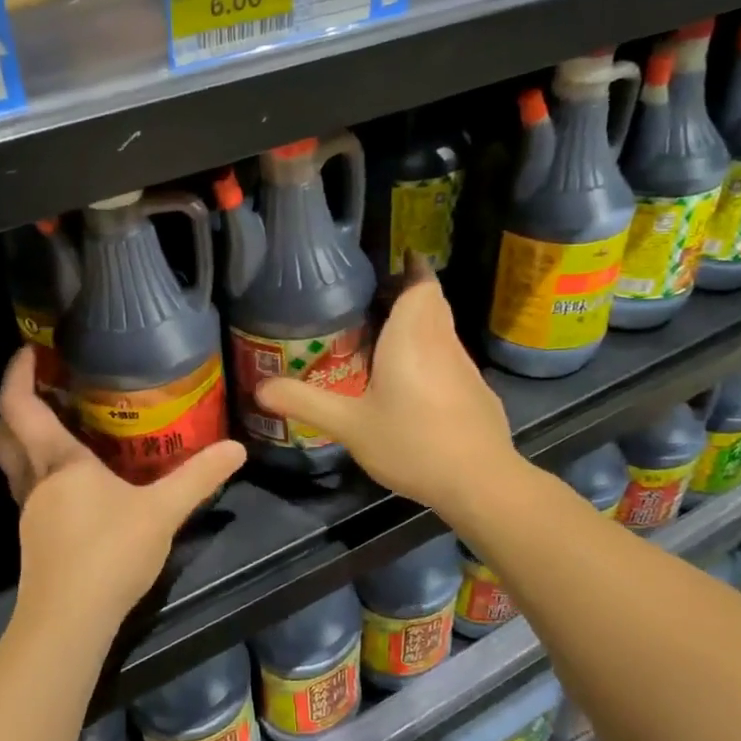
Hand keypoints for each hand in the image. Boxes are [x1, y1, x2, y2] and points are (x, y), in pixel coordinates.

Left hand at [0, 349, 245, 639]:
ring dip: (27, 441)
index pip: (19, 407)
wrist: (68, 624)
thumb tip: (237, 448)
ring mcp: (30, 513)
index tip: (28, 352)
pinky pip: (29, 489)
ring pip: (14, 465)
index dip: (17, 375)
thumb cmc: (109, 554)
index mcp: (59, 462)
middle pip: (3, 434)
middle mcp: (35, 482)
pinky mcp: (36, 538)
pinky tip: (77, 483)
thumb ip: (199, 478)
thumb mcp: (163, 512)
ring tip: (65, 429)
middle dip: (14, 408)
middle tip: (46, 391)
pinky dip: (42, 472)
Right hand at [256, 261, 519, 515]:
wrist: (480, 481)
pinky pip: (449, 358)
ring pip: (441, 330)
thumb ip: (305, 402)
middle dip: (408, 293)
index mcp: (412, 335)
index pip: (420, 283)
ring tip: (383, 340)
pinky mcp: (476, 391)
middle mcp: (441, 341)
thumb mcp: (349, 425)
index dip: (411, 266)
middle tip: (372, 301)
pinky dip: (430, 355)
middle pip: (431, 302)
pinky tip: (411, 384)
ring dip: (418, 325)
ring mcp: (464, 367)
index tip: (394, 259)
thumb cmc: (411, 442)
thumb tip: (260, 387)